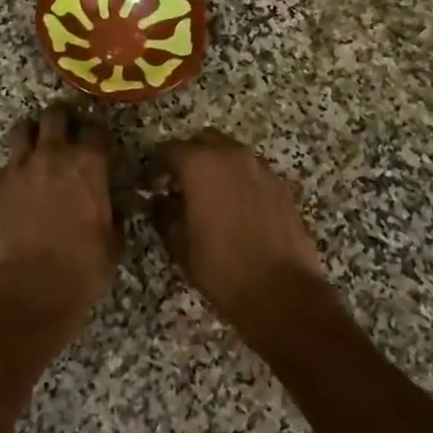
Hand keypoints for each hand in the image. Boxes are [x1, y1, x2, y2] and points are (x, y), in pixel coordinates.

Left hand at [0, 105, 119, 326]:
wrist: (30, 286)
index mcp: (88, 164)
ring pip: (24, 128)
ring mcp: (20, 167)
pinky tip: (23, 183)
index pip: (95, 129)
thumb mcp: (112, 239)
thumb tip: (113, 203)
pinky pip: (8, 161)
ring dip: (34, 133)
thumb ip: (113, 211)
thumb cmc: (82, 266)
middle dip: (63, 120)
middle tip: (67, 135)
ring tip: (38, 147)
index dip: (98, 134)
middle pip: (56, 115)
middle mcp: (53, 155)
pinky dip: (17, 165)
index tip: (99, 144)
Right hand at [147, 130, 333, 342]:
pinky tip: (236, 209)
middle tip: (178, 186)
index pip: (168, 150)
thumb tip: (158, 201)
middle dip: (188, 158)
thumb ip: (163, 214)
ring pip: (231, 154)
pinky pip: (253, 172)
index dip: (155, 168)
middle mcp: (232, 156)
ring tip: (208, 198)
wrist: (281, 291)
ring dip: (216, 167)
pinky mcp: (282, 186)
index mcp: (201, 164)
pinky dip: (239, 181)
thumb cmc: (221, 267)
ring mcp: (262, 169)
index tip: (149, 187)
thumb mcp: (179, 244)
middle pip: (203, 141)